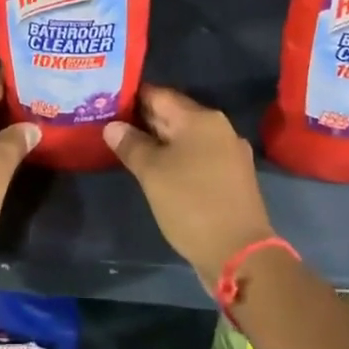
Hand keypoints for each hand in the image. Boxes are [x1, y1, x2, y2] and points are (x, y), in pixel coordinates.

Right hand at [106, 86, 274, 289]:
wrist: (240, 253)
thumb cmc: (191, 203)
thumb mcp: (152, 173)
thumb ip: (131, 145)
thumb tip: (112, 125)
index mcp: (200, 118)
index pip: (159, 95)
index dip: (132, 97)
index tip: (108, 103)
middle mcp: (218, 127)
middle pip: (174, 114)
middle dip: (144, 120)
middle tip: (113, 126)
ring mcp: (229, 152)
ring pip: (186, 137)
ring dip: (160, 141)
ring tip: (130, 148)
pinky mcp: (232, 176)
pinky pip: (198, 156)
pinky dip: (178, 158)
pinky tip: (159, 170)